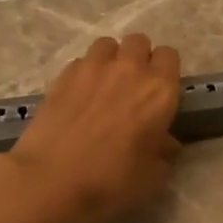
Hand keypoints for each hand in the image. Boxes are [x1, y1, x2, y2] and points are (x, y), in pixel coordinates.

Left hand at [7, 34, 181, 222]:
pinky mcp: (63, 75)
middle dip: (139, 58)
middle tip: (133, 86)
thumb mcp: (153, 177)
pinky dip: (84, 72)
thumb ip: (164, 153)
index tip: (160, 91)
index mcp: (159, 90)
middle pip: (139, 42)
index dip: (165, 71)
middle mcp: (129, 69)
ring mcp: (93, 67)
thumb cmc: (111, 181)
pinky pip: (81, 61)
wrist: (52, 180)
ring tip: (105, 84)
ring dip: (111, 59)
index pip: (170, 56)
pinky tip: (79, 96)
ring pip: (108, 44)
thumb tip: (165, 142)